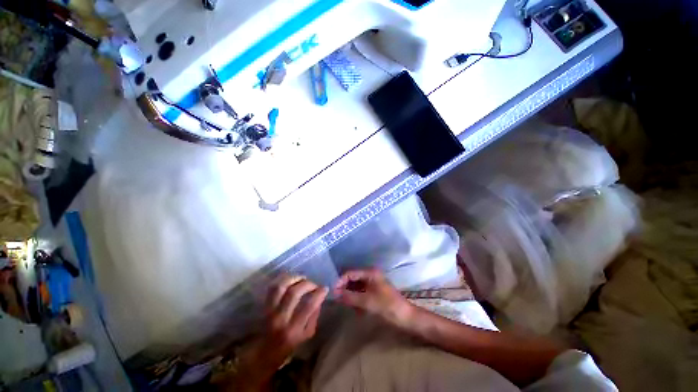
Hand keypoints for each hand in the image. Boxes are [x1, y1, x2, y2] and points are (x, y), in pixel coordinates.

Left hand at [262, 275, 328, 361]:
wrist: (266, 350)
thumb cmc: (290, 343)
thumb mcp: (308, 334)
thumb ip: (314, 315)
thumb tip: (319, 296)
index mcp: (293, 329)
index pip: (308, 306)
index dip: (318, 294)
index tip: (324, 288)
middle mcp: (280, 318)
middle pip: (293, 293)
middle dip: (307, 284)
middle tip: (313, 284)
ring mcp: (270, 310)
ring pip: (281, 287)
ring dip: (294, 278)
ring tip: (302, 278)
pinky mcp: (264, 304)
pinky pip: (272, 287)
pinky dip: (283, 279)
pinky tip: (292, 278)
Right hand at [334, 269, 412, 326]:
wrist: (406, 317)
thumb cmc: (387, 306)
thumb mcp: (367, 302)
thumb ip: (350, 297)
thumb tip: (334, 294)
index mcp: (370, 273)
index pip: (350, 273)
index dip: (340, 281)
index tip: (332, 292)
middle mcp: (370, 275)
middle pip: (352, 278)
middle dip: (344, 287)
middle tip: (336, 298)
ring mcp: (372, 283)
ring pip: (356, 285)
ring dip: (349, 294)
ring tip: (343, 303)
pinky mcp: (374, 291)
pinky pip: (361, 292)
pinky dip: (356, 298)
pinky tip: (353, 307)